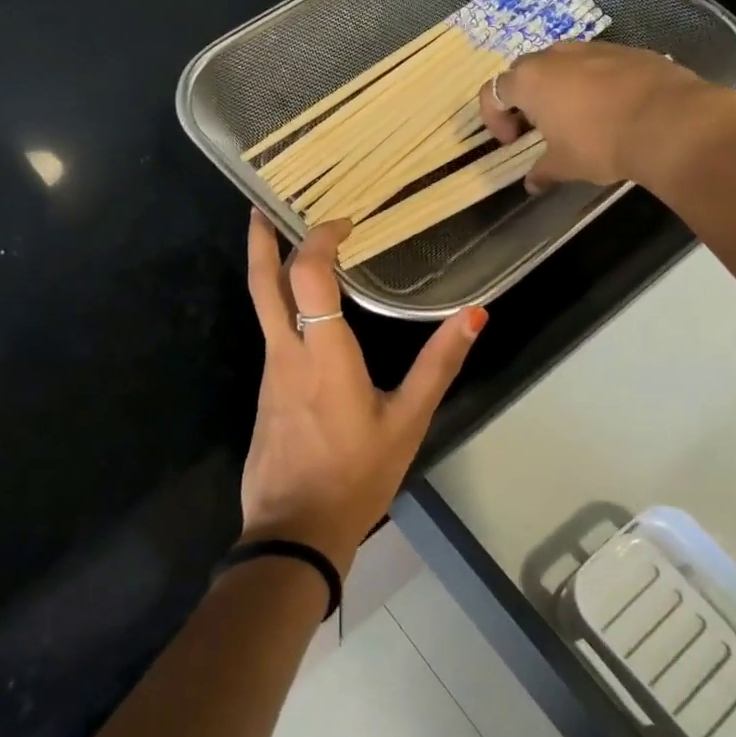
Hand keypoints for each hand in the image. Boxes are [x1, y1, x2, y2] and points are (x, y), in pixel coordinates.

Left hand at [240, 211, 485, 574]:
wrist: (295, 532)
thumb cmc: (357, 476)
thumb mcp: (408, 421)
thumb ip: (439, 365)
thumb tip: (474, 314)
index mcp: (323, 355)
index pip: (309, 276)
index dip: (319, 240)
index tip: (342, 223)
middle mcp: (287, 353)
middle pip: (263, 283)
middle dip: (261, 239)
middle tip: (262, 204)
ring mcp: (269, 372)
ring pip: (264, 307)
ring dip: (274, 270)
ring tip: (294, 245)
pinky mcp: (265, 392)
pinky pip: (272, 334)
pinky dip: (282, 306)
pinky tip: (303, 310)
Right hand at [479, 40, 735, 191]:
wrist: (670, 122)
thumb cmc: (601, 144)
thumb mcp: (565, 165)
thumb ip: (543, 171)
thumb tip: (533, 183)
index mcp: (530, 80)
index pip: (493, 92)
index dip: (495, 118)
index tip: (513, 141)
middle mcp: (556, 55)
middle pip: (525, 71)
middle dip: (525, 99)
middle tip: (538, 128)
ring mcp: (593, 48)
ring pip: (563, 63)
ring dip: (559, 87)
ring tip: (576, 118)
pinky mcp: (627, 50)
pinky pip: (597, 64)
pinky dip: (593, 83)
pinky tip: (611, 110)